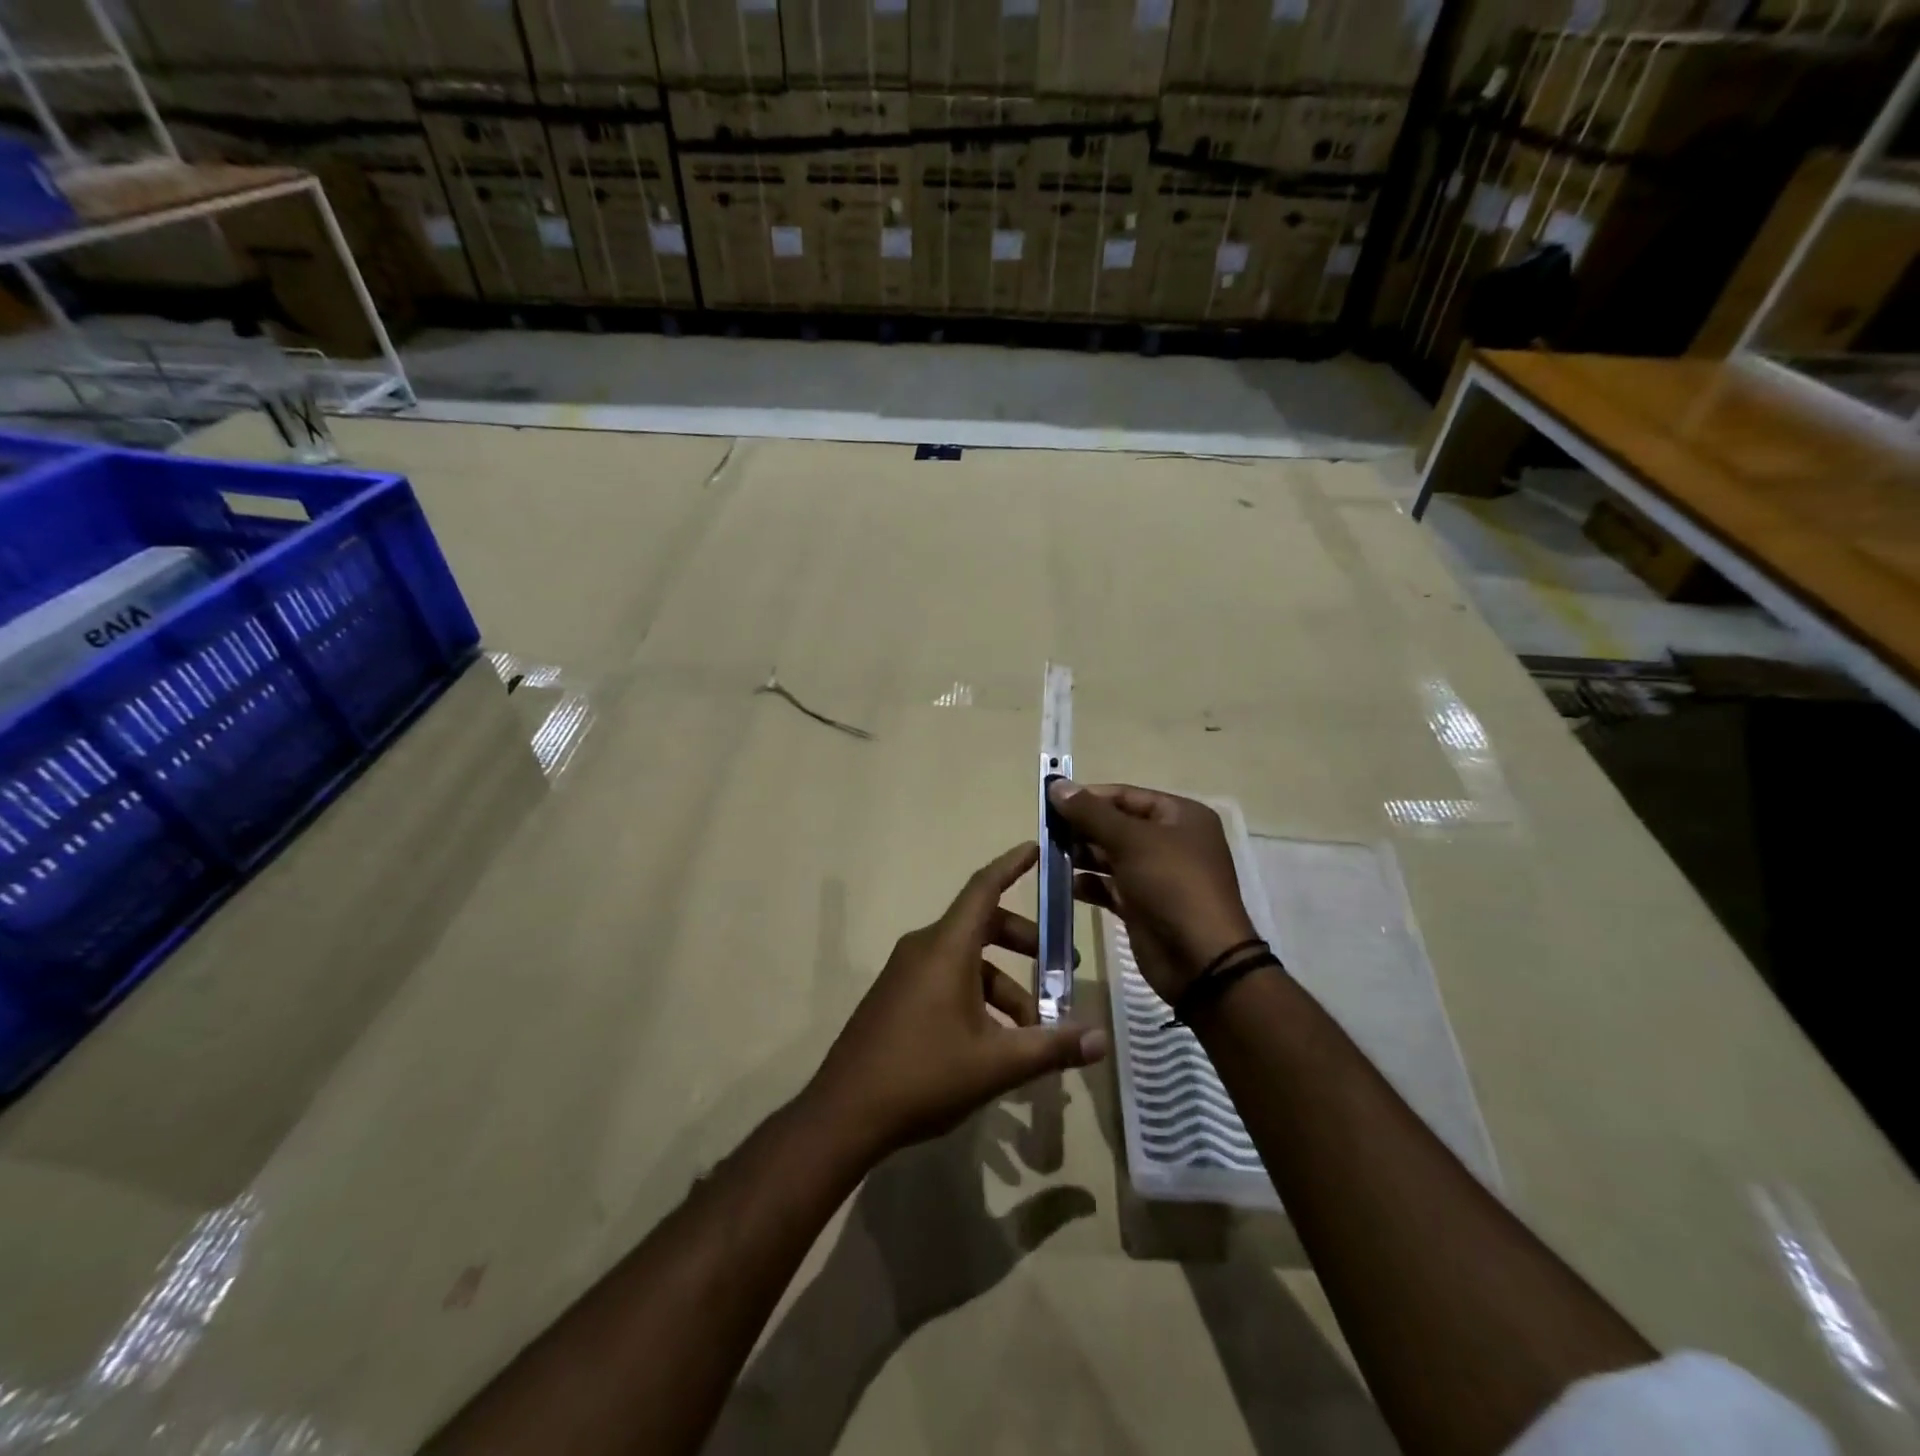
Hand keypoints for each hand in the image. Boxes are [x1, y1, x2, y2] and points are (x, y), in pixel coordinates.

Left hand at [805, 843, 1108, 1160]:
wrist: (844, 1112)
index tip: (1038, 846)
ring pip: (967, 960)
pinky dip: (978, 995)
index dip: (1012, 864)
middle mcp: (924, 948)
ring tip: (1033, 1028)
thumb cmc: (923, 1075)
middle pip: (982, 926)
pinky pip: (946, 978)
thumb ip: (1051, 1046)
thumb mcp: (996, 1064)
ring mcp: (906, 972)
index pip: (984, 888)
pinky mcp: (897, 996)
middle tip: (1061, 969)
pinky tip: (995, 1041)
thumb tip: (1102, 1039)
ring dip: (1004, 984)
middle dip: (1025, 943)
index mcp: (946, 948)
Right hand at [1048, 780, 1258, 1001]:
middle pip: (1117, 825)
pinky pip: (1111, 887)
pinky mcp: (1143, 905)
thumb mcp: (1130, 840)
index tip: (1052, 803)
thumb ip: (1090, 813)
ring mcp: (1157, 875)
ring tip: (1050, 858)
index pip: (1126, 795)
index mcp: (1180, 816)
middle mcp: (1171, 841)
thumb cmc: (1171, 884)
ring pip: (1111, 856)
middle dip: (1082, 829)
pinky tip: (1067, 886)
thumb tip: (1056, 784)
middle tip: (1046, 833)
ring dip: (1082, 856)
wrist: (1199, 959)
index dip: (1089, 797)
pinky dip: (1090, 885)